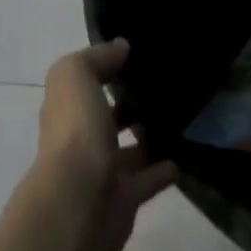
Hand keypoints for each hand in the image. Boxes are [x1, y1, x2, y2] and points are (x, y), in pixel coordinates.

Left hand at [33, 39, 177, 250]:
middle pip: (105, 115)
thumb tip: (120, 47)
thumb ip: (96, 57)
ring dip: (147, 136)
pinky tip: (184, 155)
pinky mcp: (124, 199)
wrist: (78, 203)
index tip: (137, 54)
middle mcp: (80, 136)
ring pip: (128, 149)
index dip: (105, 66)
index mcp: (66, 106)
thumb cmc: (75, 131)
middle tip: (164, 85)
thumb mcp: (76, 76)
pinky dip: (163, 169)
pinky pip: (147, 179)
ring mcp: (101, 170)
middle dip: (128, 102)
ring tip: (179, 117)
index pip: (85, 81)